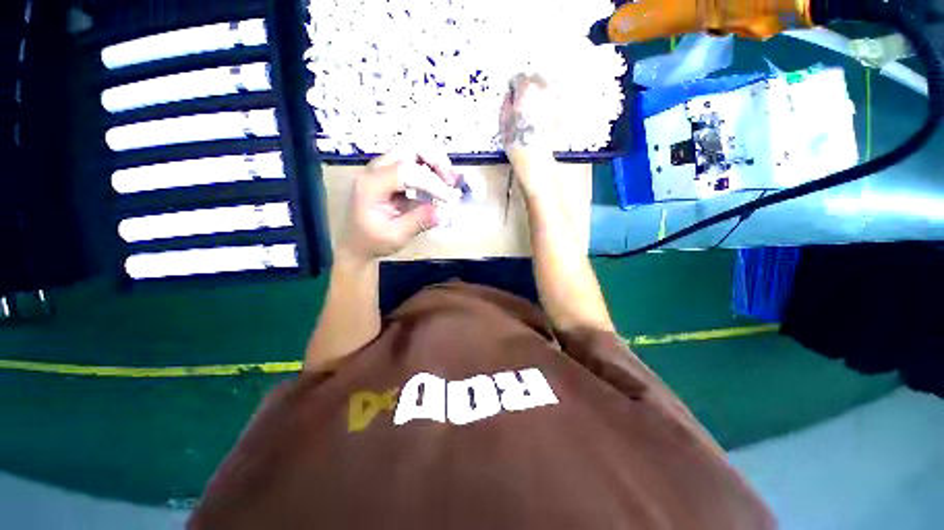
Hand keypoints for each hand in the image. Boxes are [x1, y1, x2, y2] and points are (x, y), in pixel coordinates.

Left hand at [336, 148, 460, 264]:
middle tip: (450, 181)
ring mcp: (382, 169)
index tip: (449, 198)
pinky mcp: (391, 173)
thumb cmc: (373, 241)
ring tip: (450, 180)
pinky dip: (431, 168)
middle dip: (435, 160)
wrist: (357, 243)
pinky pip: (413, 162)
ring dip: (435, 162)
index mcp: (371, 186)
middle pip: (409, 149)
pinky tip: (441, 182)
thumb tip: (443, 212)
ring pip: (413, 151)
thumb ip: (418, 221)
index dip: (432, 182)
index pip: (406, 172)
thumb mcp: (396, 236)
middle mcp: (375, 170)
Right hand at [500, 74, 559, 197]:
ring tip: (534, 113)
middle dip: (528, 88)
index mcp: (528, 89)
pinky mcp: (563, 111)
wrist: (538, 163)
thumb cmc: (517, 145)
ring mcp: (556, 99)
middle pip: (536, 79)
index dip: (513, 89)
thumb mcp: (503, 123)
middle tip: (523, 106)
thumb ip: (507, 103)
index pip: (519, 78)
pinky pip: (553, 101)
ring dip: (539, 96)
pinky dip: (548, 105)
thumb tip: (512, 94)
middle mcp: (545, 89)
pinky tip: (543, 120)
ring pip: (547, 89)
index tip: (512, 100)